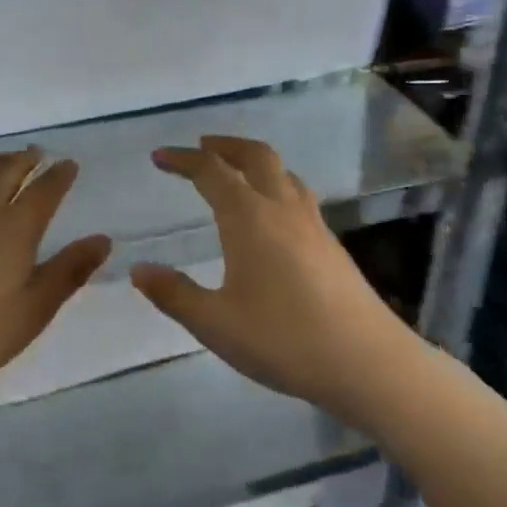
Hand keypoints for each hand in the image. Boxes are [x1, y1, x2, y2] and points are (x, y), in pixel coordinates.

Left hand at [0, 148, 110, 407]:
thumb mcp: (33, 311)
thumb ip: (68, 272)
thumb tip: (103, 239)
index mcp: (13, 228)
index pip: (43, 192)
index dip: (59, 176)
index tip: (69, 164)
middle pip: (6, 173)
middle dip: (25, 160)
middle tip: (37, 152)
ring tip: (5, 162)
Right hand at [130, 136, 407, 427]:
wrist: (367, 361)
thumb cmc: (284, 339)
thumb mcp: (216, 324)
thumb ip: (174, 294)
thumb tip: (138, 269)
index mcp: (249, 217)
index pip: (211, 171)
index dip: (183, 159)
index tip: (160, 156)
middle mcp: (282, 208)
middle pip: (255, 155)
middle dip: (226, 145)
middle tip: (202, 146)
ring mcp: (313, 223)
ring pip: (283, 172)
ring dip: (254, 160)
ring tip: (237, 172)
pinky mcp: (331, 243)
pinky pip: (298, 194)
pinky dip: (276, 184)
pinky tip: (273, 214)